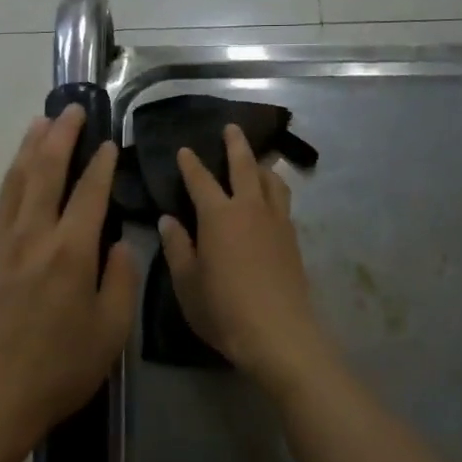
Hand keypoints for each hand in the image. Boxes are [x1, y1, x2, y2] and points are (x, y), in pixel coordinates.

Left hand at [0, 107, 139, 459]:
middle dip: (60, 135)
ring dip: (28, 149)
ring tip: (39, 124)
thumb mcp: (110, 332)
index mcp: (71, 251)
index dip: (101, 162)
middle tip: (71, 109)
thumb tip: (120, 244)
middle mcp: (32, 236)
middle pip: (45, 170)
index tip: (109, 142)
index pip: (90, 191)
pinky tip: (8, 192)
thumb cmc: (58, 370)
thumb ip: (121, 280)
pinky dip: (2, 195)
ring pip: (13, 183)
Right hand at [158, 124, 331, 394]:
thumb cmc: (223, 309)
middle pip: (244, 166)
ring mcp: (276, 221)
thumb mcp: (187, 282)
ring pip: (271, 181)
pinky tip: (270, 200)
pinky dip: (274, 190)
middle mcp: (249, 208)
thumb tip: (168, 220)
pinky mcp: (293, 238)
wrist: (279, 333)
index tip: (184, 150)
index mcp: (218, 215)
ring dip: (261, 165)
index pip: (200, 180)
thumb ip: (177, 247)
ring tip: (256, 161)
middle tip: (232, 128)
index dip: (190, 164)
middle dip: (236, 144)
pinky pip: (283, 202)